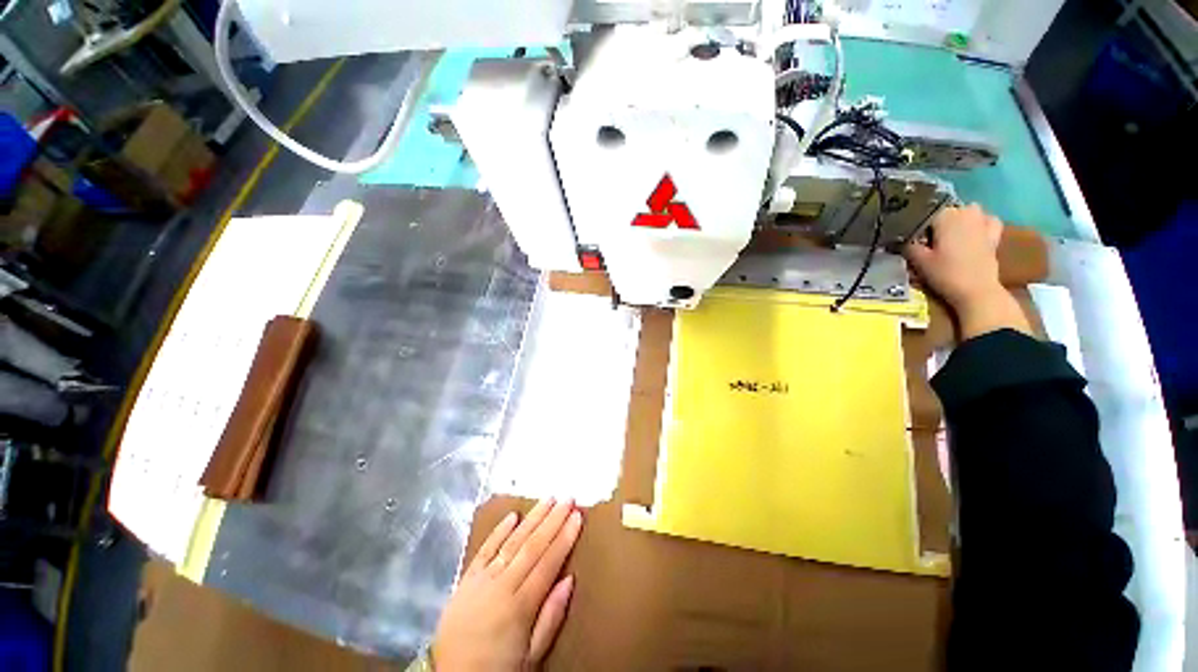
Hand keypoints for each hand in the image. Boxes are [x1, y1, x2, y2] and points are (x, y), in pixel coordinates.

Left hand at [432, 499, 581, 671]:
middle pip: (532, 546)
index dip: (565, 537)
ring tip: (548, 499)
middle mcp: (502, 585)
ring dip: (532, 518)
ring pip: (512, 541)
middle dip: (553, 520)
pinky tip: (512, 515)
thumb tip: (570, 579)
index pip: (548, 562)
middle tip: (568, 498)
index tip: (577, 516)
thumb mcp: (531, 657)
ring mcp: (482, 579)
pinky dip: (499, 531)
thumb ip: (550, 617)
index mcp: (520, 606)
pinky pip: (485, 549)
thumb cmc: (498, 670)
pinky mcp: (466, 579)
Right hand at [905, 204, 1029, 339]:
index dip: (914, 223)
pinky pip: (988, 220)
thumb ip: (907, 245)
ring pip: (967, 211)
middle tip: (924, 237)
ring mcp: (983, 222)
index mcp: (945, 216)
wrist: (977, 290)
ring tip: (947, 232)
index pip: (924, 211)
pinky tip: (974, 230)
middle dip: (935, 220)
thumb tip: (896, 239)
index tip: (906, 235)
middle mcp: (965, 213)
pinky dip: (981, 222)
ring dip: (958, 218)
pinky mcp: (994, 234)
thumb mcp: (918, 261)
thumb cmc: (945, 273)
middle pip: (945, 210)